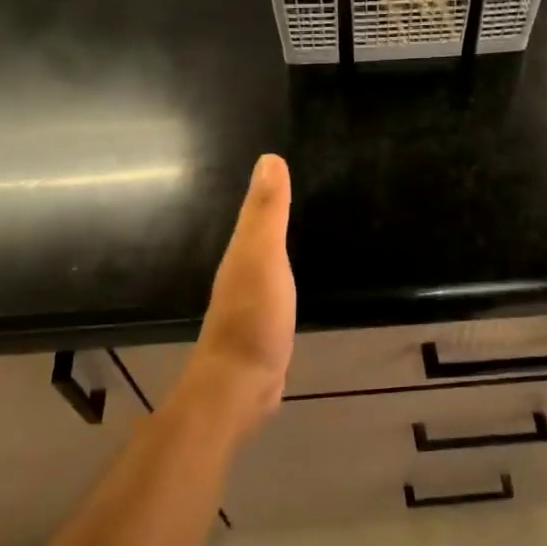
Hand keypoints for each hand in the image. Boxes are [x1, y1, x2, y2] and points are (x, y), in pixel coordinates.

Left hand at [175, 153, 295, 438]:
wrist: (241, 386)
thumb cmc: (253, 317)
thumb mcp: (262, 258)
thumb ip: (266, 213)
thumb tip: (269, 159)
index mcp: (240, 252)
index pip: (254, 211)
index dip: (268, 189)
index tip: (287, 164)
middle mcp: (241, 273)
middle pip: (259, 234)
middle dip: (275, 213)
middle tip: (305, 190)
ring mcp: (252, 302)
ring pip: (267, 262)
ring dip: (280, 244)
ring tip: (306, 227)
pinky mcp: (265, 327)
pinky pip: (278, 288)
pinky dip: (286, 275)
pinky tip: (298, 278)